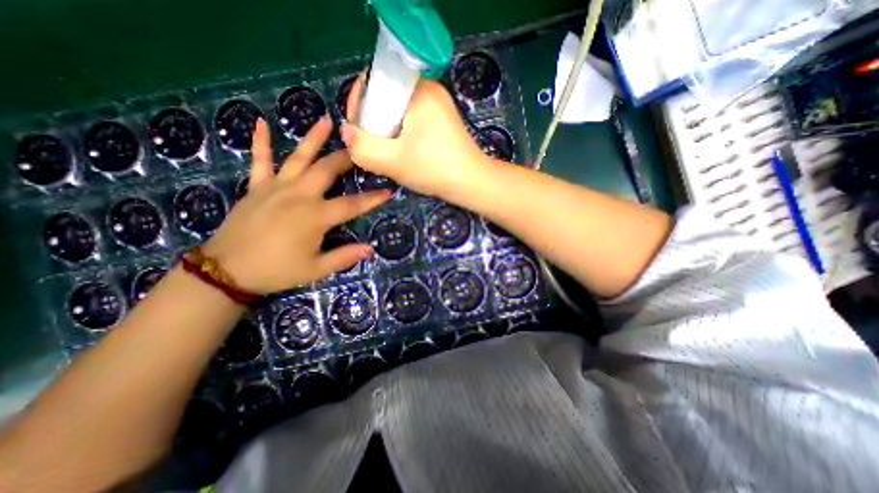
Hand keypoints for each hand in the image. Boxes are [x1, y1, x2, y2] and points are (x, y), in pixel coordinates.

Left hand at [207, 117, 390, 293]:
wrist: (227, 271)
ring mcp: (276, 188)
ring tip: (327, 121)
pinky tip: (260, 122)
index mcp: (315, 216)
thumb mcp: (316, 269)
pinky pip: (260, 161)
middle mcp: (299, 195)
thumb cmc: (277, 271)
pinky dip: (261, 142)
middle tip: (361, 148)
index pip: (352, 204)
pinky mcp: (257, 188)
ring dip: (313, 138)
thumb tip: (370, 249)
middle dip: (346, 158)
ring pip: (299, 158)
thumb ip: (344, 256)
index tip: (389, 190)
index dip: (373, 198)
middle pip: (327, 170)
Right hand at [340, 74, 486, 196]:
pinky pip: (414, 120)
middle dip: (374, 121)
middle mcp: (430, 90)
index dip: (359, 102)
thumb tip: (346, 132)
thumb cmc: (435, 169)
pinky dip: (404, 134)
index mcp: (418, 90)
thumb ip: (362, 147)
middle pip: (387, 96)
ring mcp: (439, 106)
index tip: (358, 129)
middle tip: (374, 146)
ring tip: (389, 153)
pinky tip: (405, 152)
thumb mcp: (393, 161)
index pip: (375, 80)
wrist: (472, 183)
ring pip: (400, 111)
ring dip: (389, 130)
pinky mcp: (444, 121)